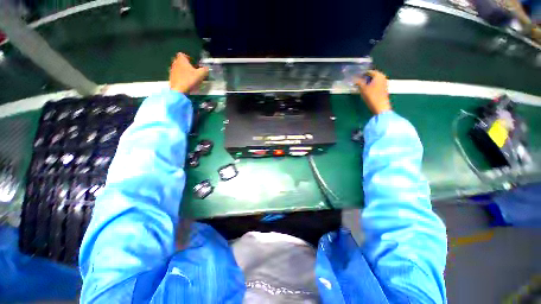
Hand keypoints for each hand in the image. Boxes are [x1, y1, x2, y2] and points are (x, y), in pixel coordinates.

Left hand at [169, 53, 208, 93]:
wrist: (178, 90)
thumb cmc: (189, 80)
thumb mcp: (200, 74)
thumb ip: (205, 70)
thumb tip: (207, 68)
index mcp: (181, 60)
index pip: (182, 54)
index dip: (188, 57)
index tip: (193, 62)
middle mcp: (175, 63)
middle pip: (180, 61)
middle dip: (186, 65)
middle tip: (193, 70)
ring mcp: (172, 71)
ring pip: (178, 68)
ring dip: (184, 71)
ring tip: (190, 77)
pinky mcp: (171, 78)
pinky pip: (177, 75)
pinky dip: (181, 77)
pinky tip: (187, 82)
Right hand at [355, 70, 391, 114]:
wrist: (380, 106)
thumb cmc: (371, 96)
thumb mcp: (363, 88)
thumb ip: (359, 82)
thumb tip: (354, 79)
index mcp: (379, 75)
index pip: (369, 72)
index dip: (362, 74)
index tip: (356, 77)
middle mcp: (383, 77)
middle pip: (372, 76)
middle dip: (365, 79)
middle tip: (358, 82)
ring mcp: (384, 83)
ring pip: (374, 81)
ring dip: (368, 83)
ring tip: (361, 87)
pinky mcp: (384, 89)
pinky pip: (376, 85)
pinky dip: (371, 86)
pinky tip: (366, 90)